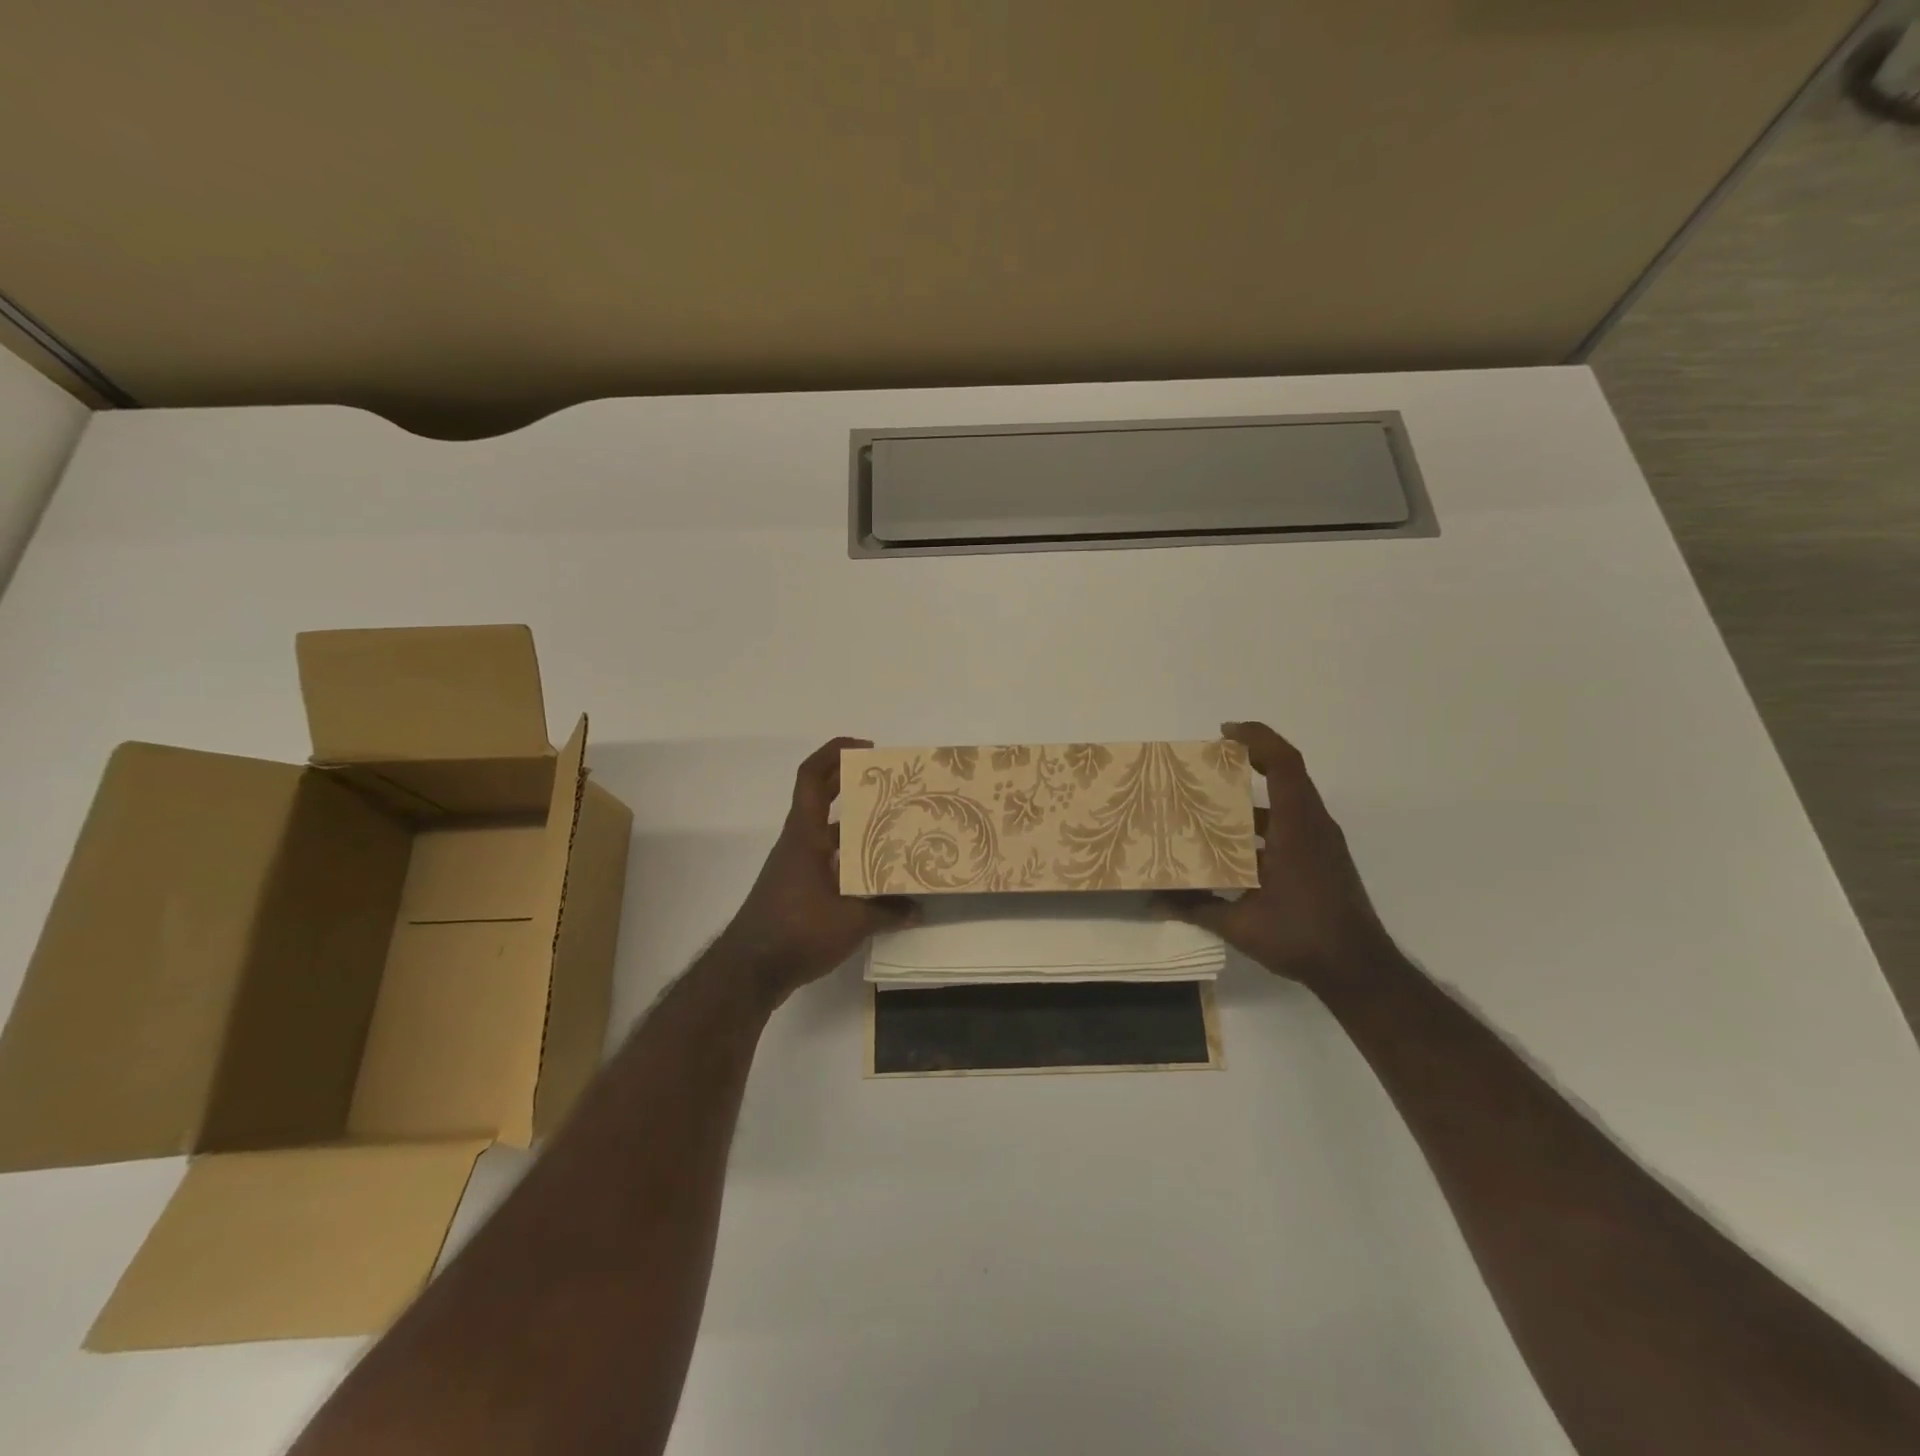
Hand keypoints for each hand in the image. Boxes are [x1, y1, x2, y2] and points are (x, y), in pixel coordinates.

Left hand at [717, 737, 916, 1005]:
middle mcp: (799, 843)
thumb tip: (920, 908)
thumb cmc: (796, 931)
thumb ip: (888, 911)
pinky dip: (853, 859)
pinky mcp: (800, 890)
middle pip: (823, 799)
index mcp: (805, 835)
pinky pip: (830, 860)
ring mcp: (797, 867)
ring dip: (858, 826)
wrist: (750, 971)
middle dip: (854, 784)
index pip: (812, 777)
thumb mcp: (852, 921)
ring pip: (830, 833)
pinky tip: (879, 875)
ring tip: (897, 827)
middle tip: (892, 782)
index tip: (866, 748)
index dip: (835, 753)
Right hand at [1157, 721, 1395, 986]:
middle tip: (1206, 770)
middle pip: (1285, 776)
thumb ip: (1196, 908)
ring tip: (1211, 810)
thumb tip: (1153, 901)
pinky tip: (1235, 851)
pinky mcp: (1323, 861)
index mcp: (1297, 828)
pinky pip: (1292, 826)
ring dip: (1252, 801)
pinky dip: (1263, 826)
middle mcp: (1314, 827)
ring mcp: (1322, 844)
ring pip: (1287, 804)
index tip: (1224, 733)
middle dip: (1247, 764)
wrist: (1359, 970)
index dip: (1257, 739)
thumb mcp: (1240, 924)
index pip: (1284, 764)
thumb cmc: (1301, 936)